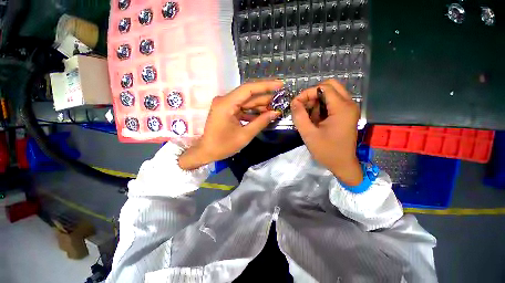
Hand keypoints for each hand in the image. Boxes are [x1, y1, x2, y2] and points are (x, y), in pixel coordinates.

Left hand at [178, 80, 282, 169]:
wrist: (206, 152)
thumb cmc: (223, 146)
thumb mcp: (245, 135)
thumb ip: (261, 122)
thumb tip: (276, 113)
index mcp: (226, 104)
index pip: (248, 89)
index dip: (266, 86)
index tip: (280, 85)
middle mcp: (225, 100)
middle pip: (248, 95)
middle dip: (265, 98)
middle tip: (280, 100)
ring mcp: (225, 105)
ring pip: (246, 102)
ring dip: (260, 106)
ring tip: (274, 109)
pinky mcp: (226, 110)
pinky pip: (242, 108)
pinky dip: (252, 112)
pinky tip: (263, 115)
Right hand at [291, 79, 362, 185]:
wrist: (342, 164)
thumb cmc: (326, 151)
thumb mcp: (309, 134)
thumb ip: (299, 116)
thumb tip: (294, 102)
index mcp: (342, 108)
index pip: (323, 88)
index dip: (307, 93)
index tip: (296, 104)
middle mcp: (349, 104)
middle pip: (330, 85)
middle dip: (313, 93)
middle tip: (303, 106)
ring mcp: (349, 109)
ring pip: (331, 93)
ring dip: (317, 100)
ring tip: (309, 115)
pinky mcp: (347, 114)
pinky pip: (333, 102)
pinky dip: (322, 106)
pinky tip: (316, 118)